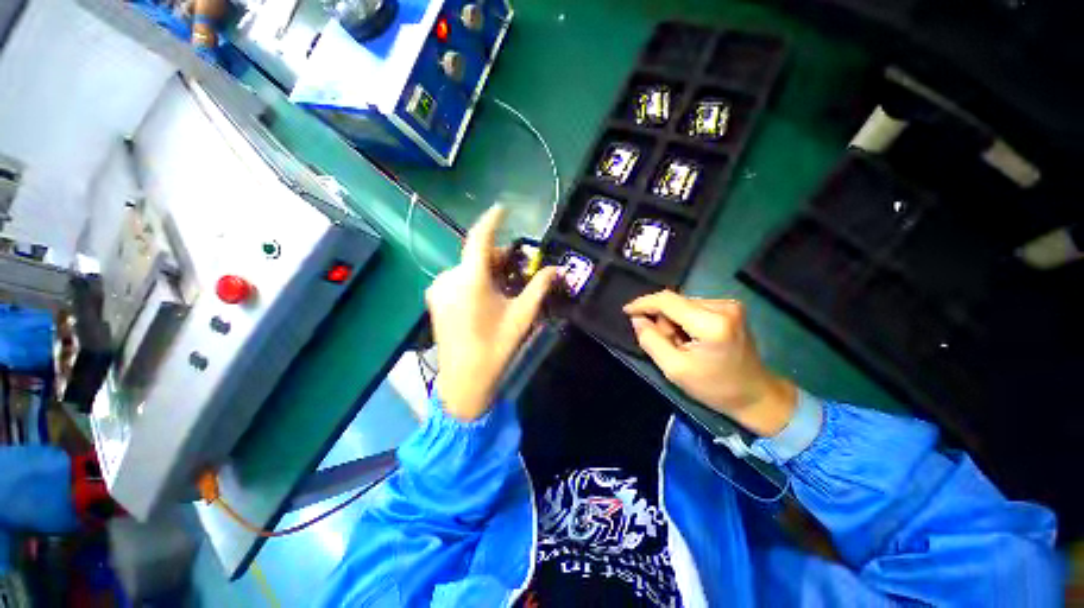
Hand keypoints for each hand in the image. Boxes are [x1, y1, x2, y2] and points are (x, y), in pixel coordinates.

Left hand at [426, 206, 557, 420]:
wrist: (463, 380)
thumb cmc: (495, 347)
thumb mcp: (522, 316)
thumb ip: (539, 287)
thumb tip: (558, 268)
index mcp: (470, 280)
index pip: (479, 238)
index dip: (492, 220)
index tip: (503, 208)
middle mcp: (449, 278)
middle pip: (476, 255)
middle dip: (498, 256)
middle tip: (518, 265)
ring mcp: (438, 289)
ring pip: (467, 267)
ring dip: (487, 269)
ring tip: (505, 283)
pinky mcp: (435, 299)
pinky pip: (458, 278)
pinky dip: (475, 278)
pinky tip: (487, 294)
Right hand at [623, 291, 796, 436]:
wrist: (756, 395)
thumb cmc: (714, 387)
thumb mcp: (675, 369)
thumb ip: (651, 341)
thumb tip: (637, 319)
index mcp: (711, 324)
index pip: (668, 301)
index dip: (643, 303)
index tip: (626, 311)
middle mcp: (723, 306)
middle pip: (674, 303)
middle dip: (663, 321)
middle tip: (669, 346)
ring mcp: (730, 305)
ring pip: (682, 305)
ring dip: (674, 322)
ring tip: (683, 345)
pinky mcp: (731, 308)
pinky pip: (694, 307)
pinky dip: (686, 321)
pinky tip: (693, 339)